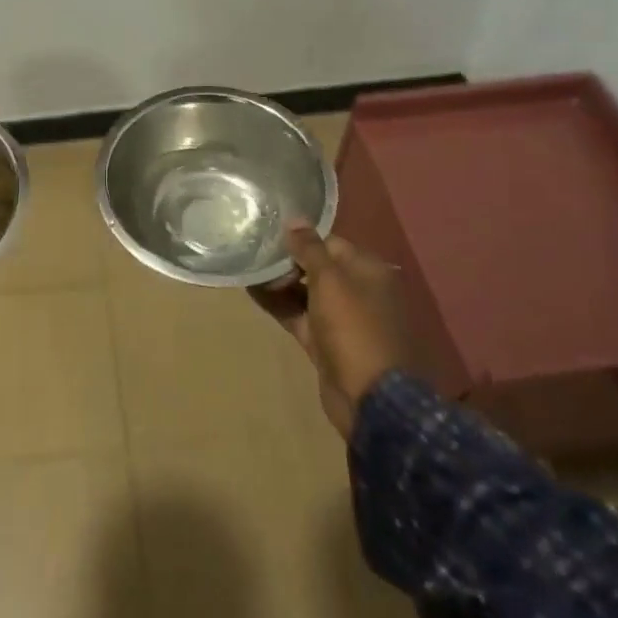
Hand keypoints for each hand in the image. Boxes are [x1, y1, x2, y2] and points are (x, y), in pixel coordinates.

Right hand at [249, 225, 409, 439]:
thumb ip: (309, 248)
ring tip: (246, 268)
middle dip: (287, 261)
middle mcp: (358, 291)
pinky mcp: (326, 343)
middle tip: (254, 254)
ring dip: (279, 283)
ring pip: (306, 293)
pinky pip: (299, 316)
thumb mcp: (330, 280)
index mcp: (368, 271)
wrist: (371, 399)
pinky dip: (278, 305)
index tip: (270, 236)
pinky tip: (252, 292)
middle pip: (317, 267)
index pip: (330, 243)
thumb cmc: (353, 328)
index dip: (301, 239)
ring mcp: (342, 320)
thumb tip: (295, 218)